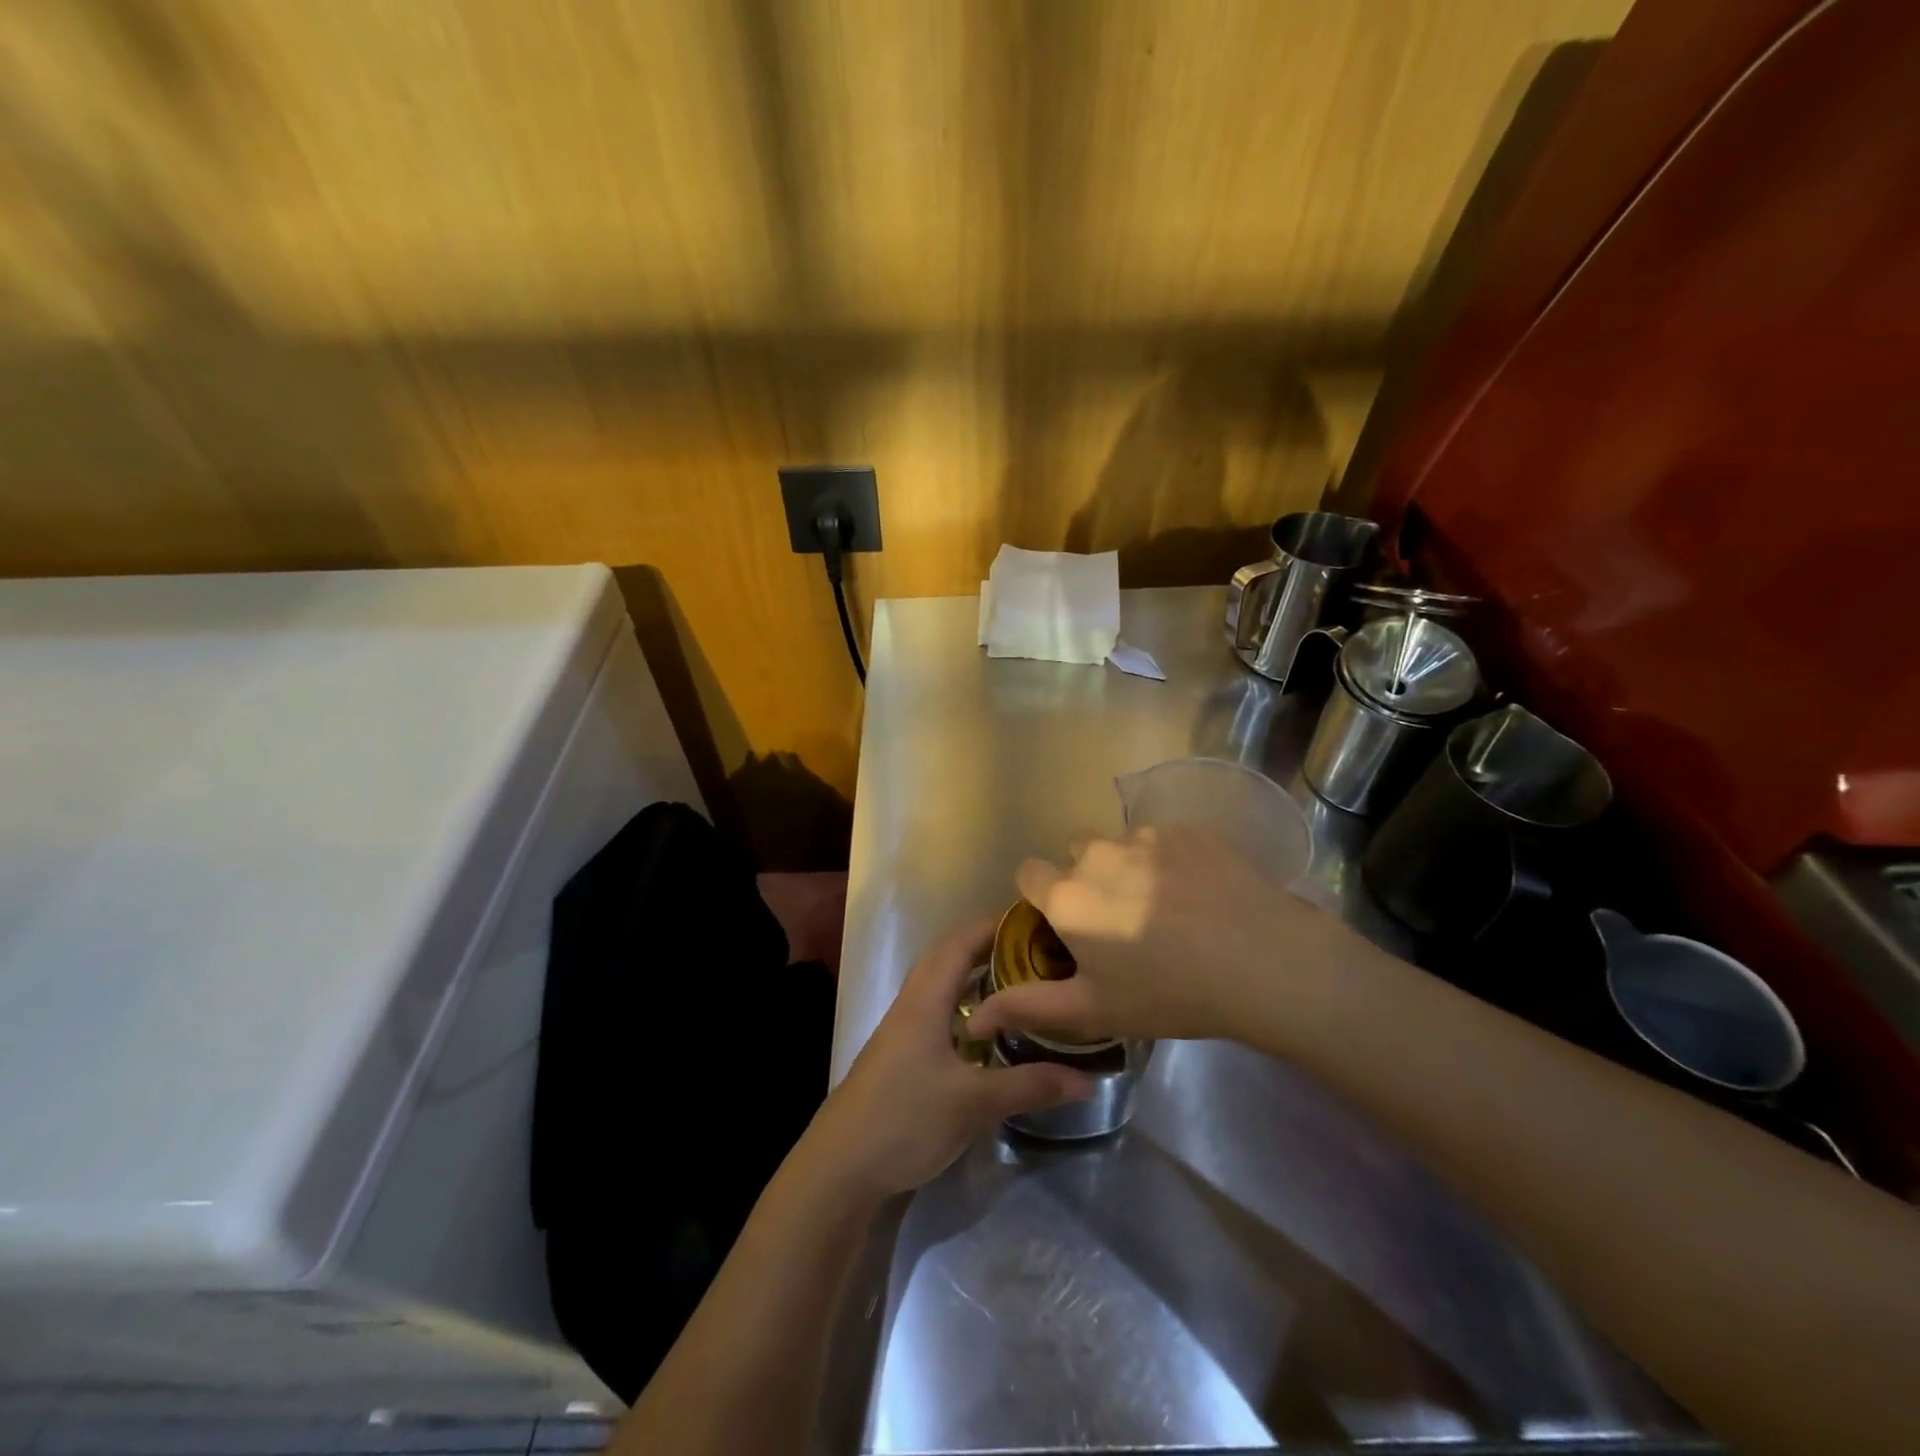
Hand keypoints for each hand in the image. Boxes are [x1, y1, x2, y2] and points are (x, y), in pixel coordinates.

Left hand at [802, 920, 1092, 1199]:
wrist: (840, 1168)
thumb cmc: (905, 1120)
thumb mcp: (974, 1103)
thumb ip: (1030, 1086)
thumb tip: (1088, 1079)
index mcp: (925, 999)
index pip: (960, 943)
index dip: (995, 926)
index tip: (1036, 922)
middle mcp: (911, 1004)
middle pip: (950, 959)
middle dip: (990, 948)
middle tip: (1037, 953)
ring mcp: (902, 1030)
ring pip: (942, 987)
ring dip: (976, 978)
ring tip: (1020, 984)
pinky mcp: (901, 1055)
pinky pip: (938, 1013)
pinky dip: (965, 1008)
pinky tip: (988, 1031)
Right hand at [966, 825, 1363, 1044]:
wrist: (1262, 962)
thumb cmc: (1169, 993)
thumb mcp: (1094, 1011)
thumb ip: (1030, 1008)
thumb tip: (976, 1015)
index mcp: (1069, 894)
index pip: (1029, 873)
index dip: (1042, 897)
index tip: (1065, 925)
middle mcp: (1099, 853)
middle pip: (1076, 853)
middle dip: (1086, 878)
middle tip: (1120, 922)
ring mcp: (1148, 837)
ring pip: (1122, 845)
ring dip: (1129, 867)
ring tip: (1167, 910)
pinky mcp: (1191, 831)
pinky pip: (1166, 840)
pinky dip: (1172, 861)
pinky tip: (1201, 895)